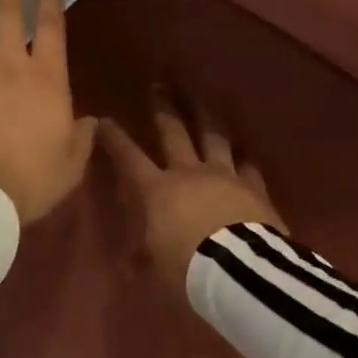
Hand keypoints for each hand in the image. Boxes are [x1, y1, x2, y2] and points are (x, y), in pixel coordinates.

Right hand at [100, 91, 287, 300]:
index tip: (103, 119)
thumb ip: (142, 257)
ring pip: (213, 136)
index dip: (115, 138)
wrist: (240, 272)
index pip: (129, 158)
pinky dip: (244, 156)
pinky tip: (244, 148)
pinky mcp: (253, 187)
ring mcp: (224, 176)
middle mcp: (188, 173)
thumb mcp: (153, 268)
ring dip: (205, 115)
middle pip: (173, 132)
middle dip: (163, 107)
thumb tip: (131, 259)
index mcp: (157, 190)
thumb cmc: (186, 268)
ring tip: (202, 97)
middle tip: (158, 85)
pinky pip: (248, 165)